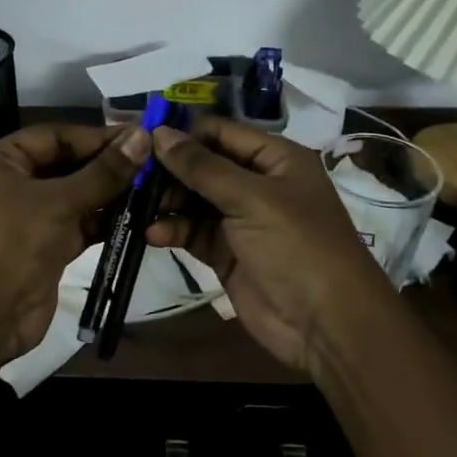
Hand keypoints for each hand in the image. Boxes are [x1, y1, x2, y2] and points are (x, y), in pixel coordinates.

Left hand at [0, 123, 149, 363]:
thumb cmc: (14, 242)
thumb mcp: (59, 201)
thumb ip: (104, 172)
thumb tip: (142, 137)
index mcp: (3, 160)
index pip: (56, 136)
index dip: (96, 136)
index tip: (140, 137)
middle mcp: (15, 183)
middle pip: (67, 165)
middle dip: (107, 166)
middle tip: (154, 163)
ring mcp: (31, 217)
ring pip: (77, 196)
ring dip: (111, 194)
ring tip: (154, 188)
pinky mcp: (47, 246)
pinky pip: (80, 224)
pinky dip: (105, 221)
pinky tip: (139, 216)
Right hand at [146, 117, 390, 375]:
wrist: (325, 324)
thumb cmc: (297, 246)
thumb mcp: (251, 199)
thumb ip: (202, 167)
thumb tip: (159, 133)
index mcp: (275, 159)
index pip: (221, 132)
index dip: (183, 133)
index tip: (141, 137)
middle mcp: (256, 183)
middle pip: (202, 165)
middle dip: (168, 170)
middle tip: (131, 175)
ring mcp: (239, 220)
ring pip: (192, 199)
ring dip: (165, 201)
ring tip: (136, 205)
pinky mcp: (224, 252)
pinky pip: (191, 232)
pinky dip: (171, 230)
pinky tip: (152, 234)